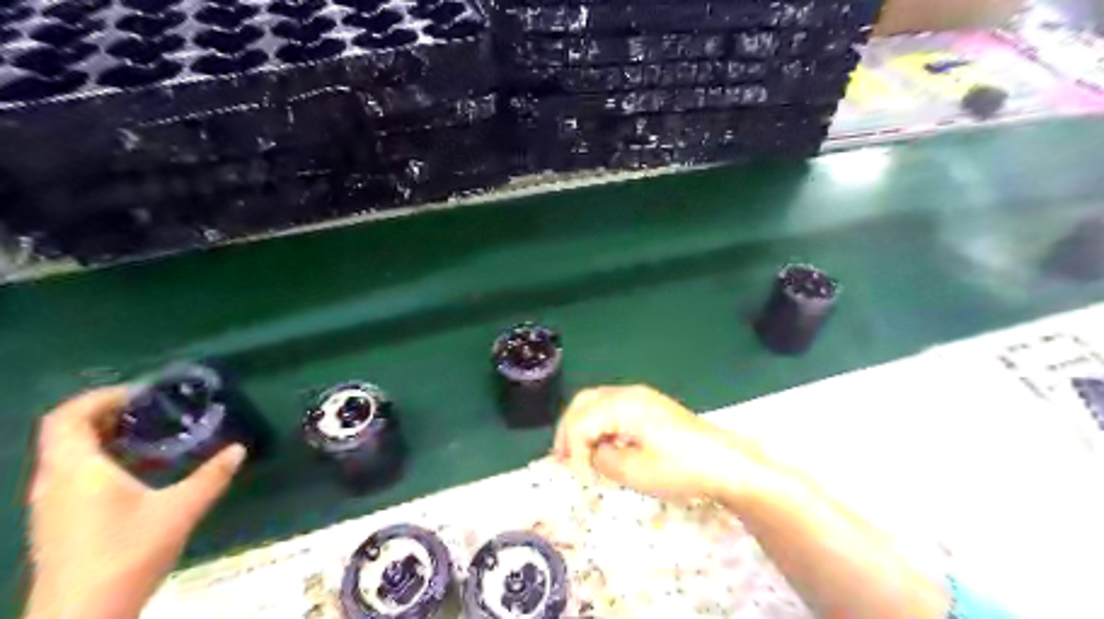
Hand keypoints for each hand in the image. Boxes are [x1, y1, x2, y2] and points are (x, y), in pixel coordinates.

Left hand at [25, 387, 248, 618]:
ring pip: (67, 455)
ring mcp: (51, 504)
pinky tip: (137, 471)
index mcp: (77, 470)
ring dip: (102, 437)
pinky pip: (72, 474)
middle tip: (152, 409)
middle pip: (65, 433)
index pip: (67, 417)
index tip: (142, 393)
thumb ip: (211, 476)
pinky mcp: (58, 521)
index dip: (100, 397)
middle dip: (106, 413)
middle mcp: (54, 481)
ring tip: (149, 434)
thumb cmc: (127, 552)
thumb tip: (238, 449)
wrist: (82, 615)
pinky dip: (100, 460)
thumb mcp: (180, 509)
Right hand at [553, 387, 759, 502]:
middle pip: (584, 402)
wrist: (724, 463)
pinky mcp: (649, 405)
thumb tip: (592, 453)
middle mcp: (629, 393)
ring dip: (582, 425)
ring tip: (577, 453)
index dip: (572, 449)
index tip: (577, 476)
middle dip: (568, 429)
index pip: (582, 421)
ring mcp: (641, 396)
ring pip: (597, 402)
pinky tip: (601, 444)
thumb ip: (603, 460)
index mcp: (624, 405)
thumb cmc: (681, 468)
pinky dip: (598, 423)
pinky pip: (612, 407)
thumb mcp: (636, 472)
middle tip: (562, 458)